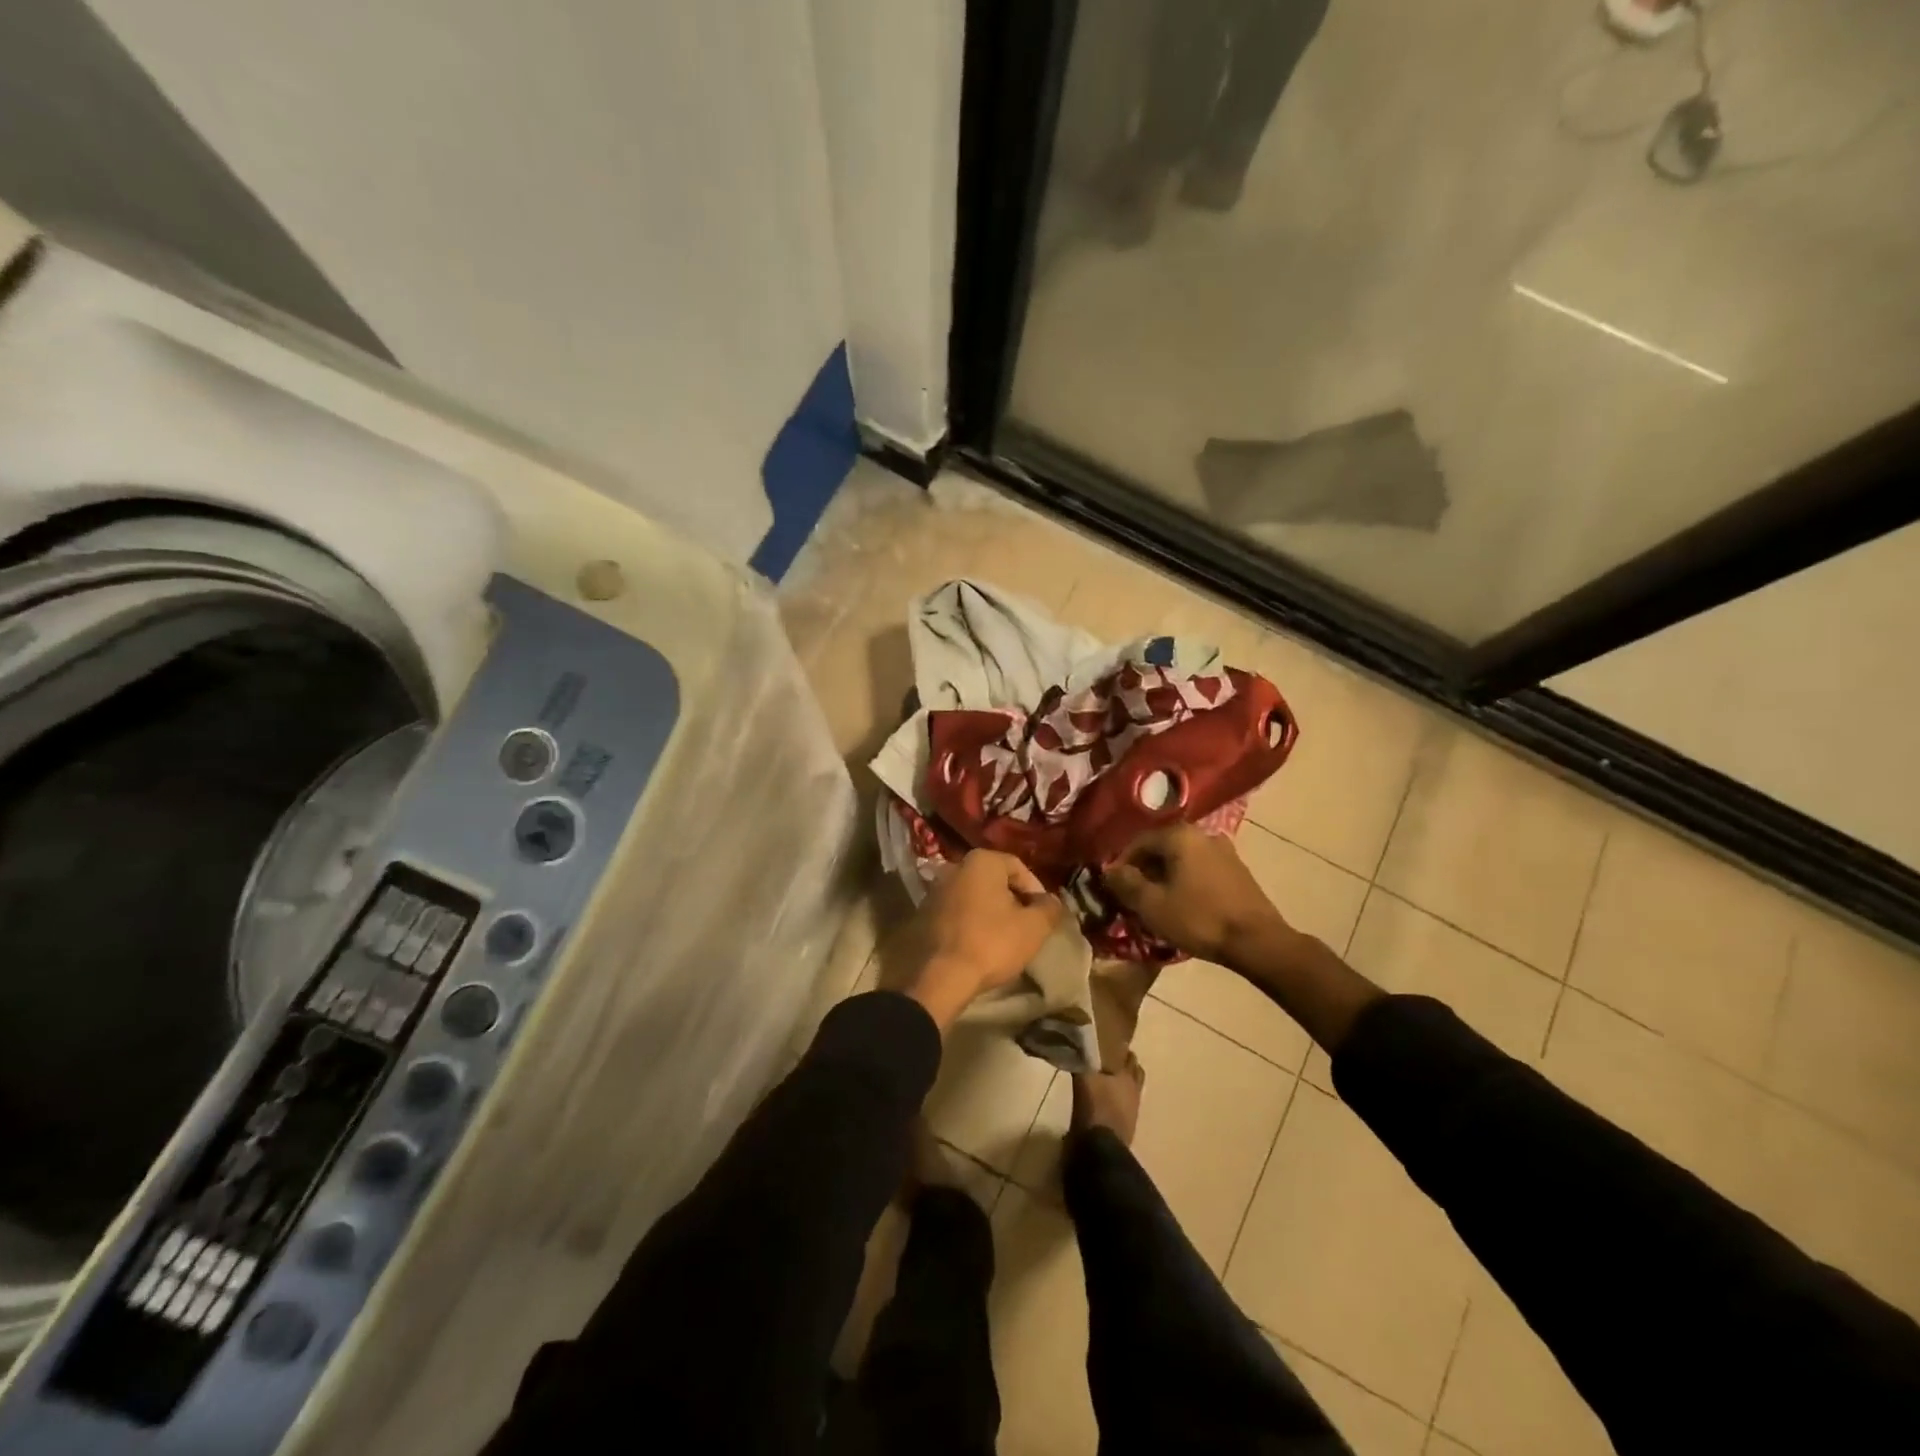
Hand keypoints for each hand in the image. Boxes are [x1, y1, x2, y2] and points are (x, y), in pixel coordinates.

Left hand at [897, 850, 1062, 1029]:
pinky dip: (971, 923)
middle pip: (995, 881)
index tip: (1043, 915)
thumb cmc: (992, 943)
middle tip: (1026, 926)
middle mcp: (955, 867)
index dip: (1036, 891)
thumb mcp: (1034, 927)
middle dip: (1013, 901)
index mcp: (981, 861)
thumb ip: (1049, 908)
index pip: (1019, 868)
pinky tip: (979, 945)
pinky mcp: (923, 914)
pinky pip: (957, 912)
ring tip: (1004, 938)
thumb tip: (1052, 901)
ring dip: (991, 913)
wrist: (940, 976)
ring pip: (975, 897)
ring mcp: (935, 890)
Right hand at [1102, 824, 1291, 966]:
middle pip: (1162, 848)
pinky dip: (1186, 881)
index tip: (1115, 887)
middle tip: (1134, 896)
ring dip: (1166, 876)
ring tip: (1158, 902)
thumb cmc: (1198, 918)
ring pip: (1182, 859)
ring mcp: (1224, 851)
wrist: (1257, 941)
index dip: (1122, 864)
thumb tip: (1109, 870)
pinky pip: (1201, 869)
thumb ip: (1126, 883)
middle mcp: (1202, 834)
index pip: (1138, 842)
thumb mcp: (1152, 905)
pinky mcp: (1238, 870)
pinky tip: (1184, 904)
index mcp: (1179, 835)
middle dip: (1145, 870)